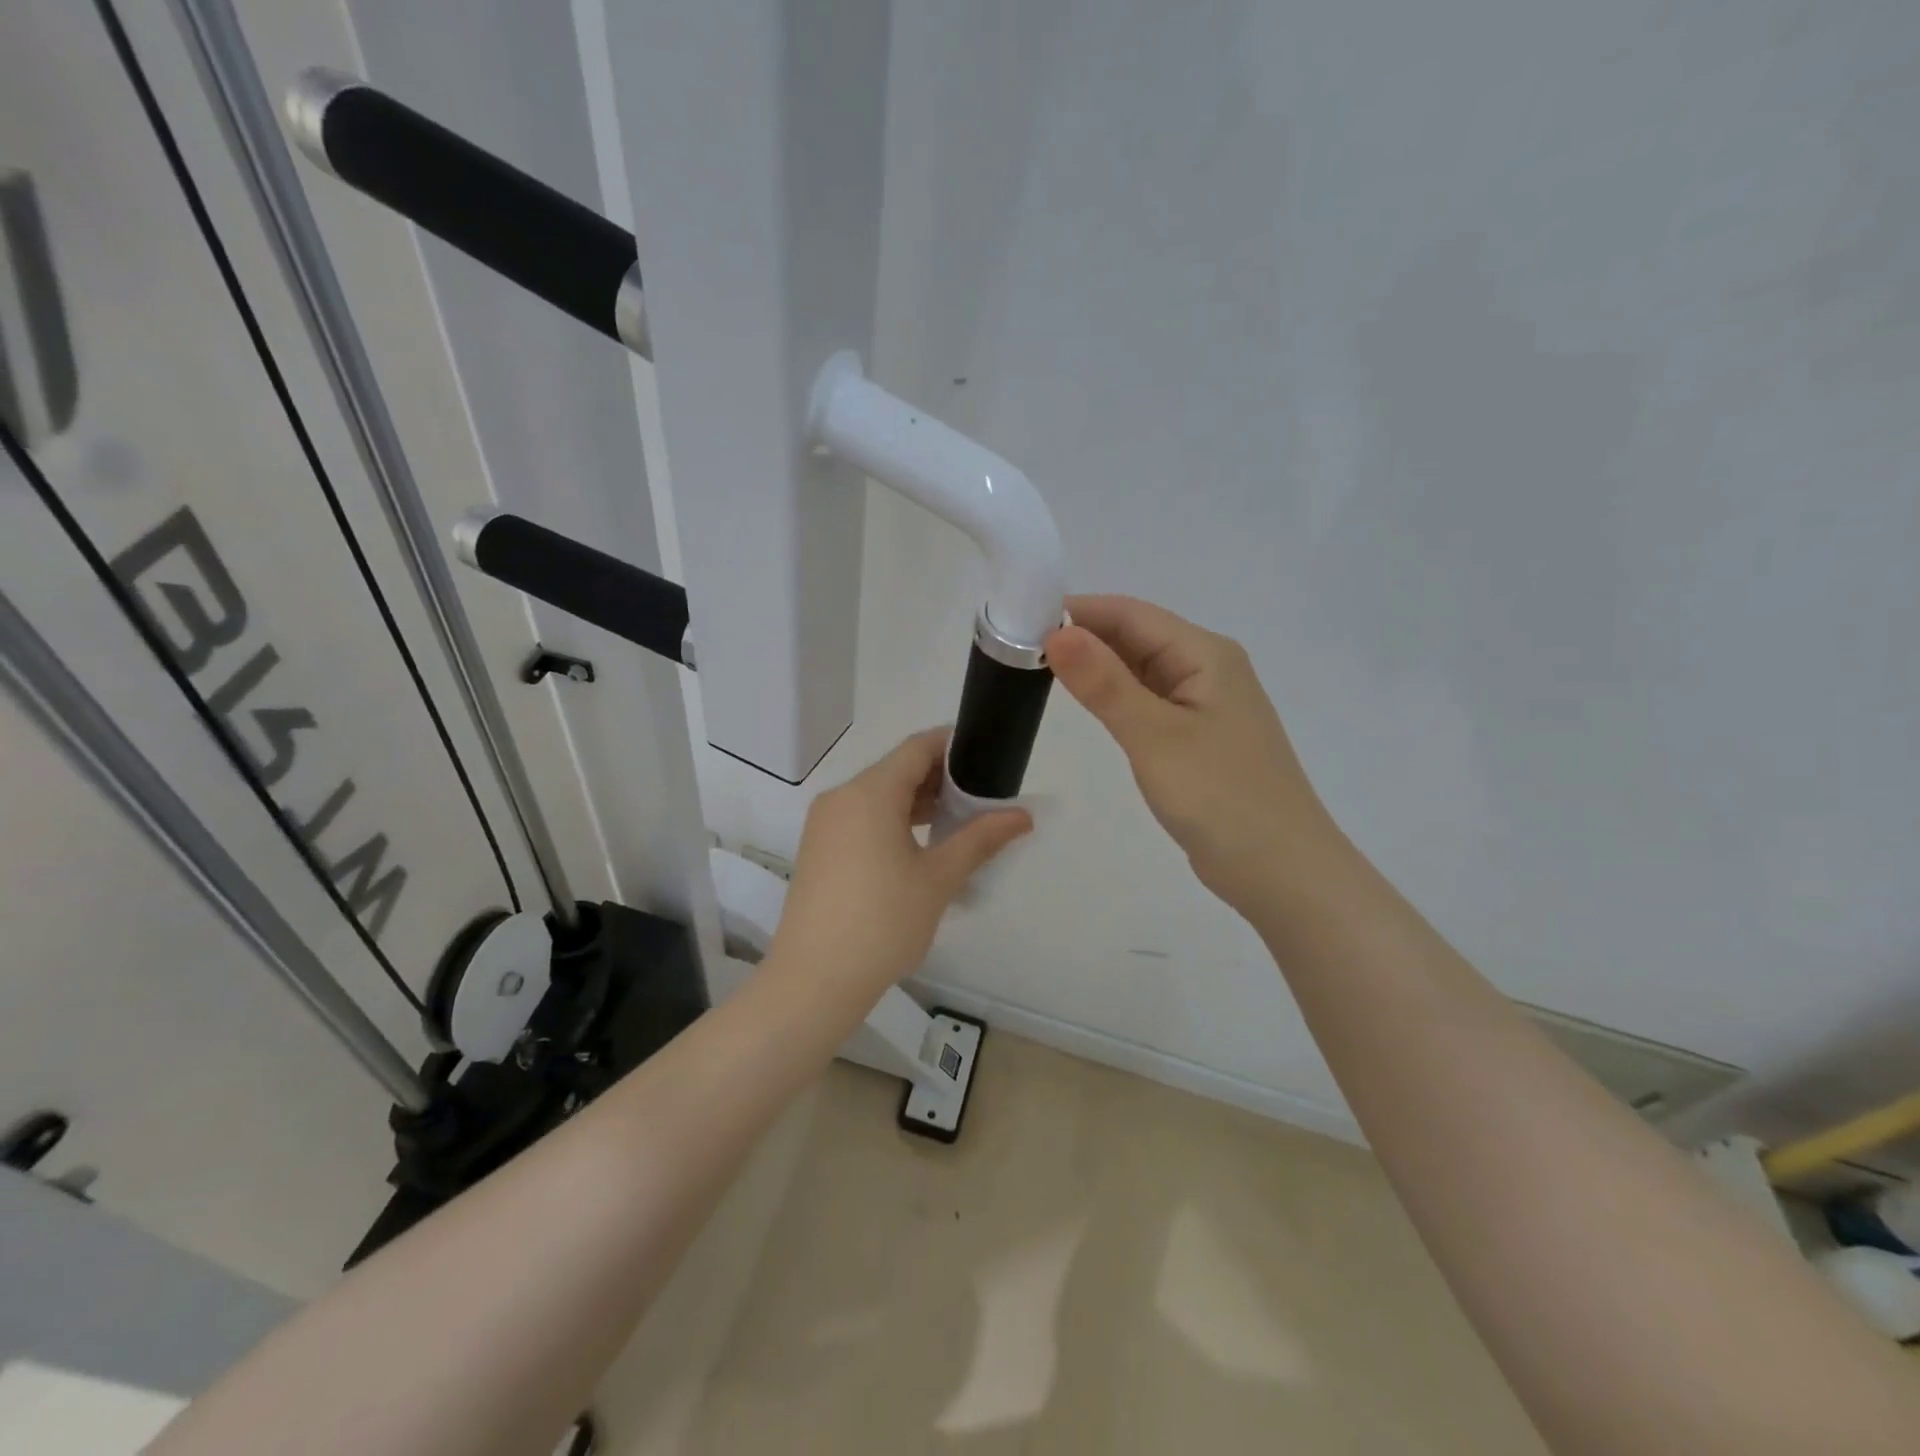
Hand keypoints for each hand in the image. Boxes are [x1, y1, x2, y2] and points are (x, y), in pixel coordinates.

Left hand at [769, 729, 1031, 995]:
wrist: (813, 980)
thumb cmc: (882, 923)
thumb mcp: (938, 879)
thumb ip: (980, 839)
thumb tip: (1023, 816)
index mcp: (870, 793)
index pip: (917, 748)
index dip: (953, 745)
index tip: (987, 755)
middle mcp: (842, 797)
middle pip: (897, 770)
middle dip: (941, 778)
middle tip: (983, 796)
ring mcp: (825, 823)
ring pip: (879, 795)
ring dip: (918, 801)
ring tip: (960, 820)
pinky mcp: (819, 848)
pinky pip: (862, 818)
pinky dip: (893, 820)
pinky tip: (922, 845)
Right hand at [1046, 595, 1336, 914]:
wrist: (1281, 870)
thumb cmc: (1221, 797)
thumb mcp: (1155, 736)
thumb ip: (1104, 684)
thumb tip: (1057, 633)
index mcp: (1205, 654)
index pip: (1130, 613)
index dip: (1077, 611)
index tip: (1021, 622)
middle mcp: (1208, 668)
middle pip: (1136, 636)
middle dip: (1082, 637)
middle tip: (1020, 649)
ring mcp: (1205, 704)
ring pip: (1141, 669)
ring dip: (1097, 667)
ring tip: (1039, 670)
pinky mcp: (1198, 737)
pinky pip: (1149, 701)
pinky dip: (1116, 697)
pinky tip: (1088, 704)